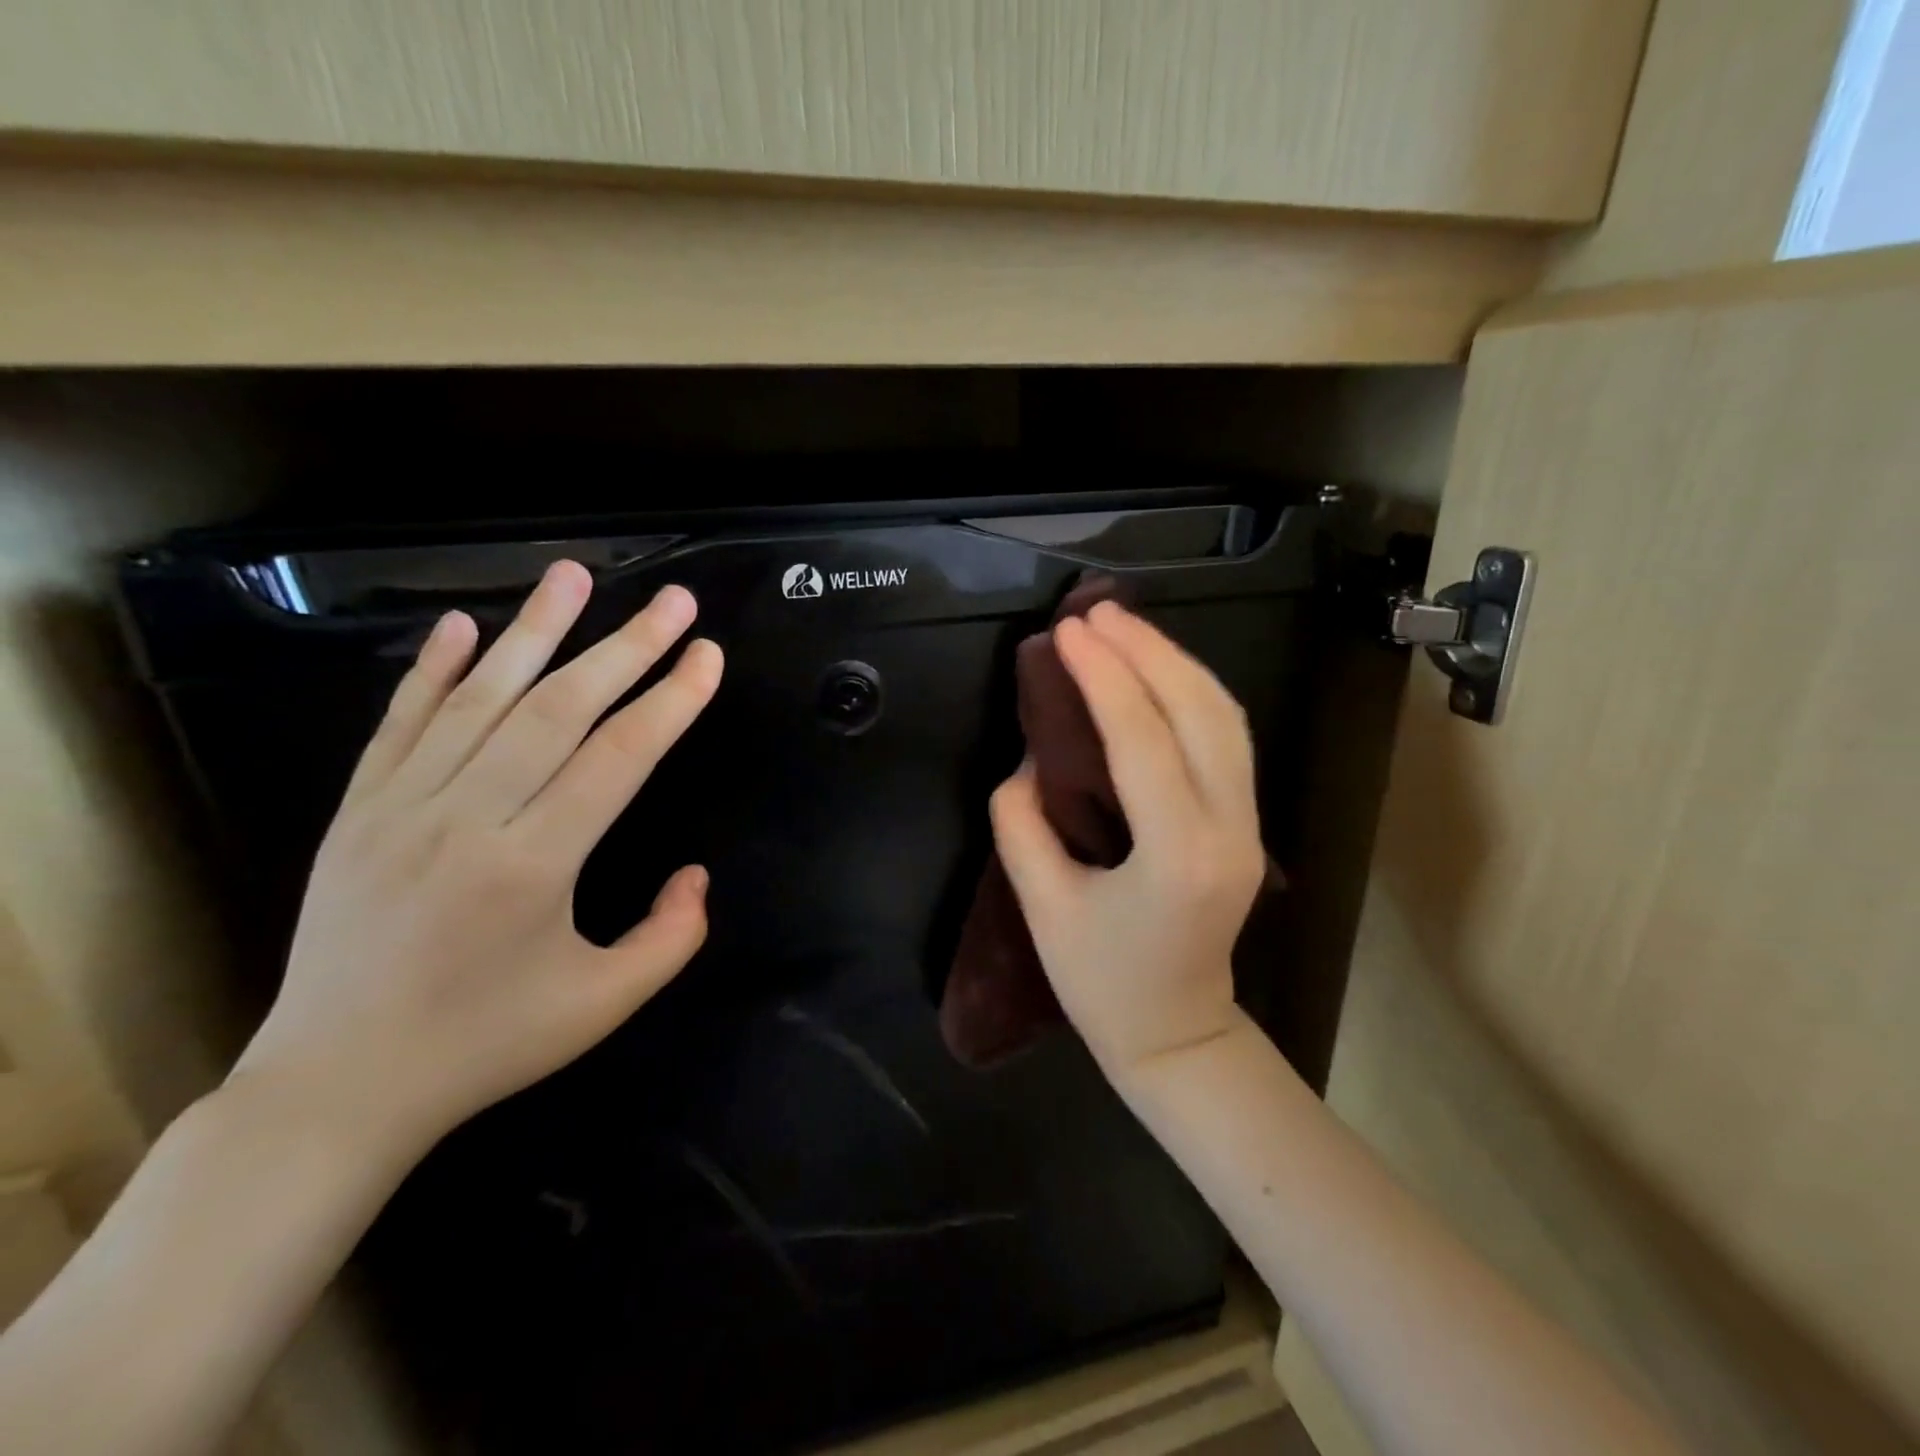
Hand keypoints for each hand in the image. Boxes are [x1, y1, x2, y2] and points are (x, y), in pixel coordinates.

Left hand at [232, 562, 723, 1162]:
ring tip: (575, 574)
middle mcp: (468, 818)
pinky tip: (466, 626)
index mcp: (534, 865)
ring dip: (535, 630)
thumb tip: (697, 873)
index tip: (707, 655)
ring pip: (481, 697)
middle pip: (560, 709)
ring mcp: (402, 806)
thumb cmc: (487, 1043)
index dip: (671, 700)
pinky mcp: (359, 809)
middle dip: (627, 647)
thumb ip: (672, 936)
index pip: (619, 757)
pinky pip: (401, 722)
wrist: (338, 1085)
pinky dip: (434, 669)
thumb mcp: (604, 1004)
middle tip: (674, 602)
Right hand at [990, 602, 1263, 1079]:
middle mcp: (1229, 830)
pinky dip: (1193, 691)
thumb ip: (1022, 822)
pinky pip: (1228, 737)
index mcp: (1177, 857)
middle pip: (1198, 712)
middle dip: (1146, 651)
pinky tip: (1158, 669)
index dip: (1103, 676)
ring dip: (1175, 661)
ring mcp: (1250, 825)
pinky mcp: (1248, 822)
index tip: (1066, 632)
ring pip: (1225, 716)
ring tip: (1124, 627)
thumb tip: (1030, 755)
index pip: (1143, 739)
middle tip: (1095, 612)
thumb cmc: (1102, 984)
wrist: (1177, 1036)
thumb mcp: (1042, 907)